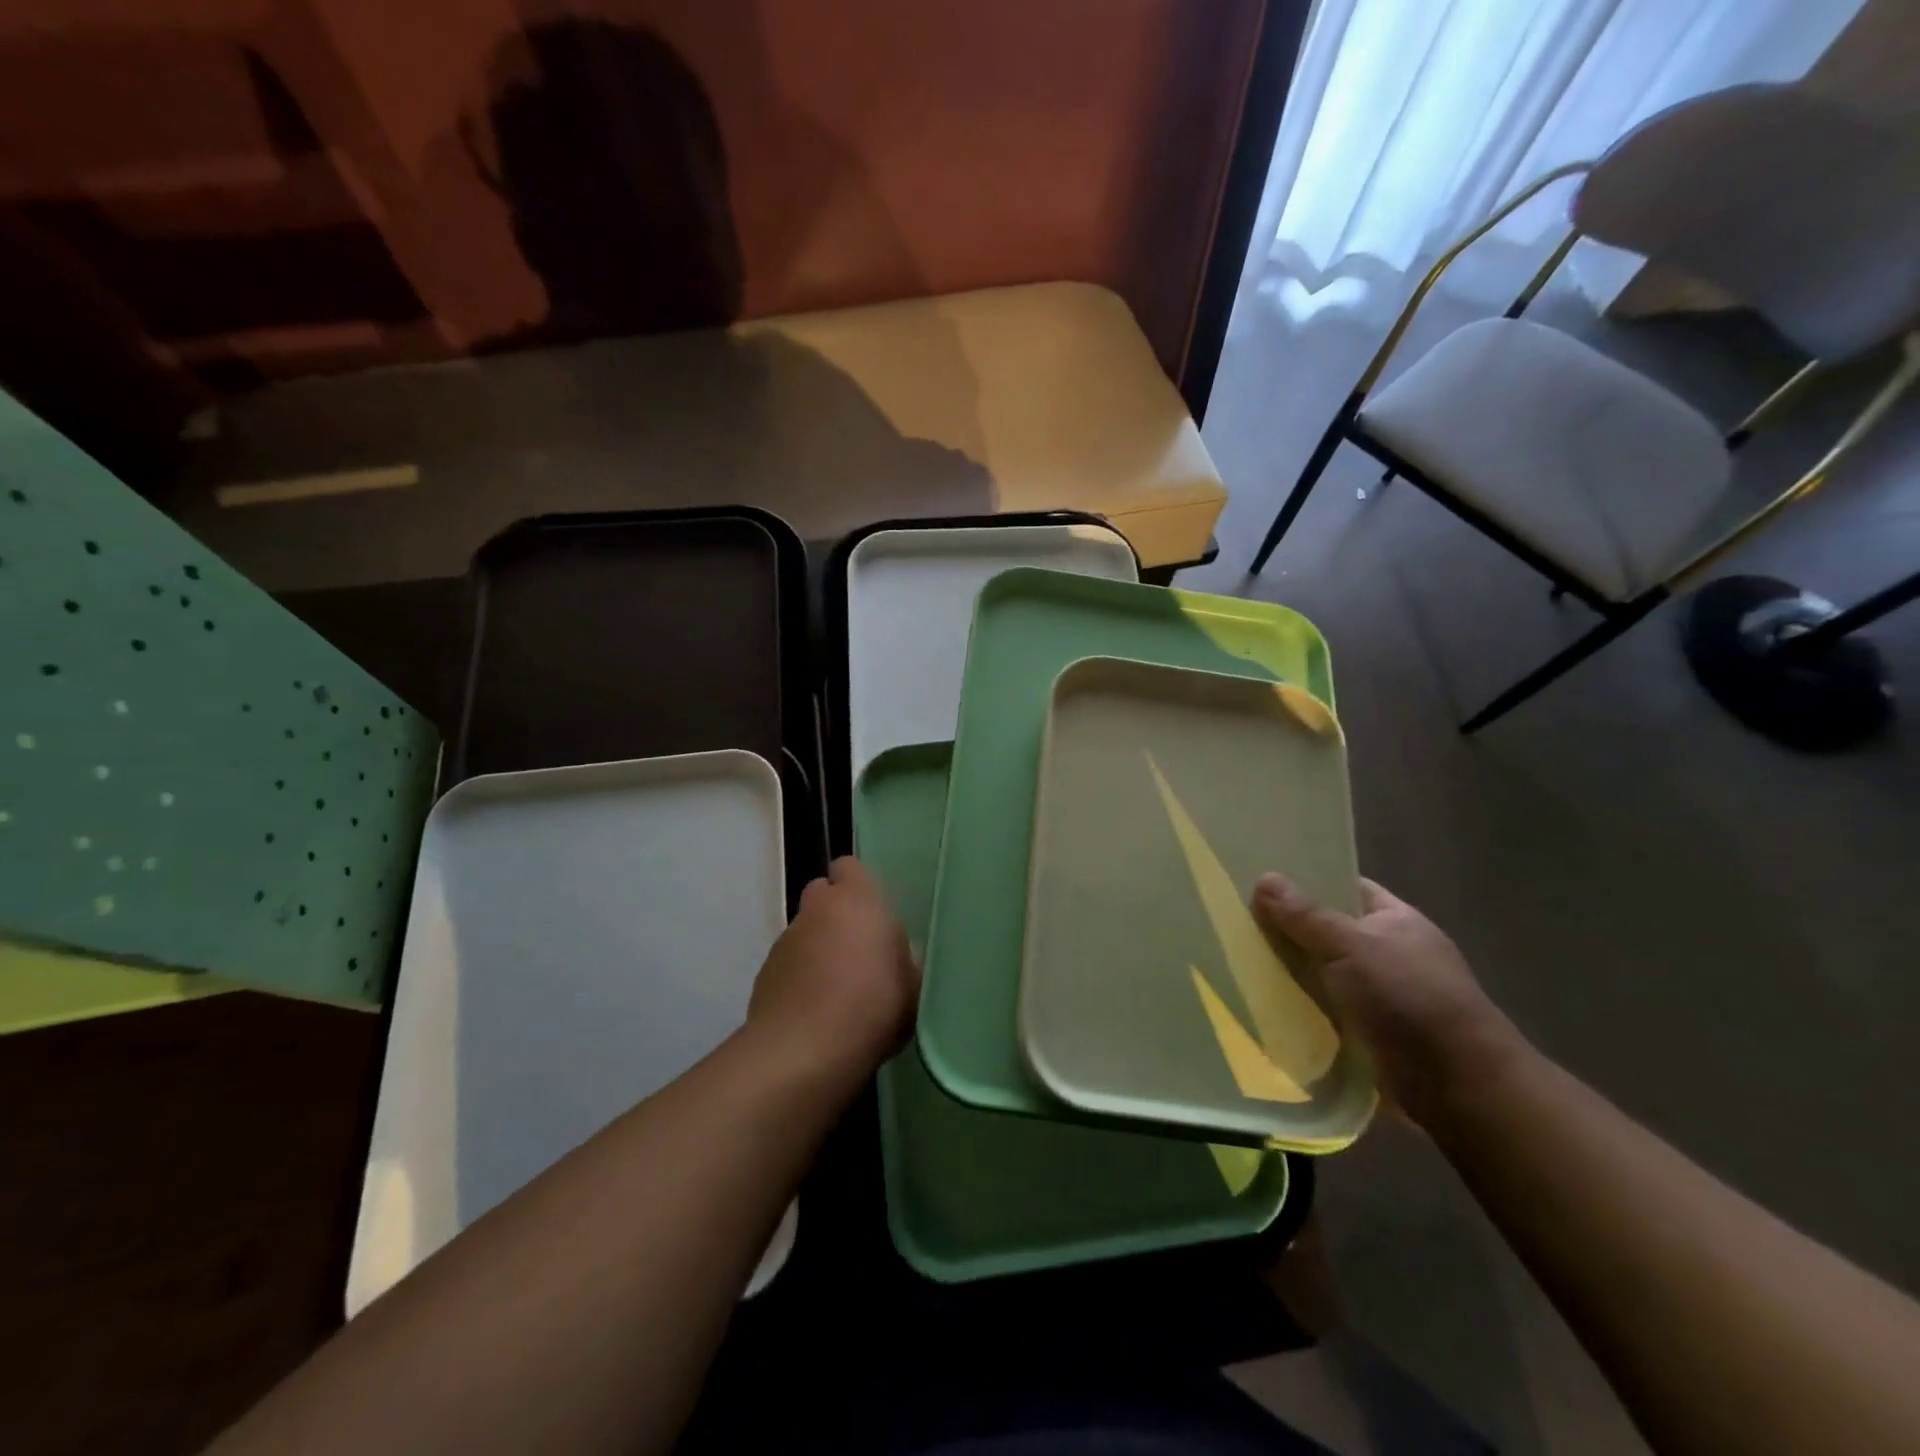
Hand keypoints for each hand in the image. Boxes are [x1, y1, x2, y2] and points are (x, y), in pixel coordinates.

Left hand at [747, 857, 918, 1083]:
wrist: (805, 1051)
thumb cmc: (873, 1006)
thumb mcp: (912, 984)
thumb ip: (902, 957)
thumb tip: (894, 952)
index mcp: (858, 899)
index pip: (849, 866)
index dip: (858, 884)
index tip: (873, 913)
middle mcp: (817, 909)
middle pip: (822, 894)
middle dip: (836, 913)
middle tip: (857, 949)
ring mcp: (785, 940)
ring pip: (805, 931)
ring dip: (817, 948)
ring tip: (836, 990)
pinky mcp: (764, 973)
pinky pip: (789, 964)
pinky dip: (799, 977)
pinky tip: (814, 1011)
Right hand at [1252, 874, 1524, 1127]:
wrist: (1457, 1084)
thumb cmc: (1408, 997)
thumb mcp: (1351, 946)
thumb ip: (1305, 915)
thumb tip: (1263, 877)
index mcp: (1396, 920)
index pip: (1346, 888)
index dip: (1308, 881)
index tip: (1263, 881)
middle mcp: (1390, 954)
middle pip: (1328, 932)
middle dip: (1288, 930)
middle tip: (1236, 922)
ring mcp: (1381, 996)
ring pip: (1322, 974)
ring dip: (1290, 974)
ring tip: (1236, 962)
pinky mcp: (1369, 1035)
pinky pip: (1324, 1012)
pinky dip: (1299, 1010)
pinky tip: (1261, 1006)